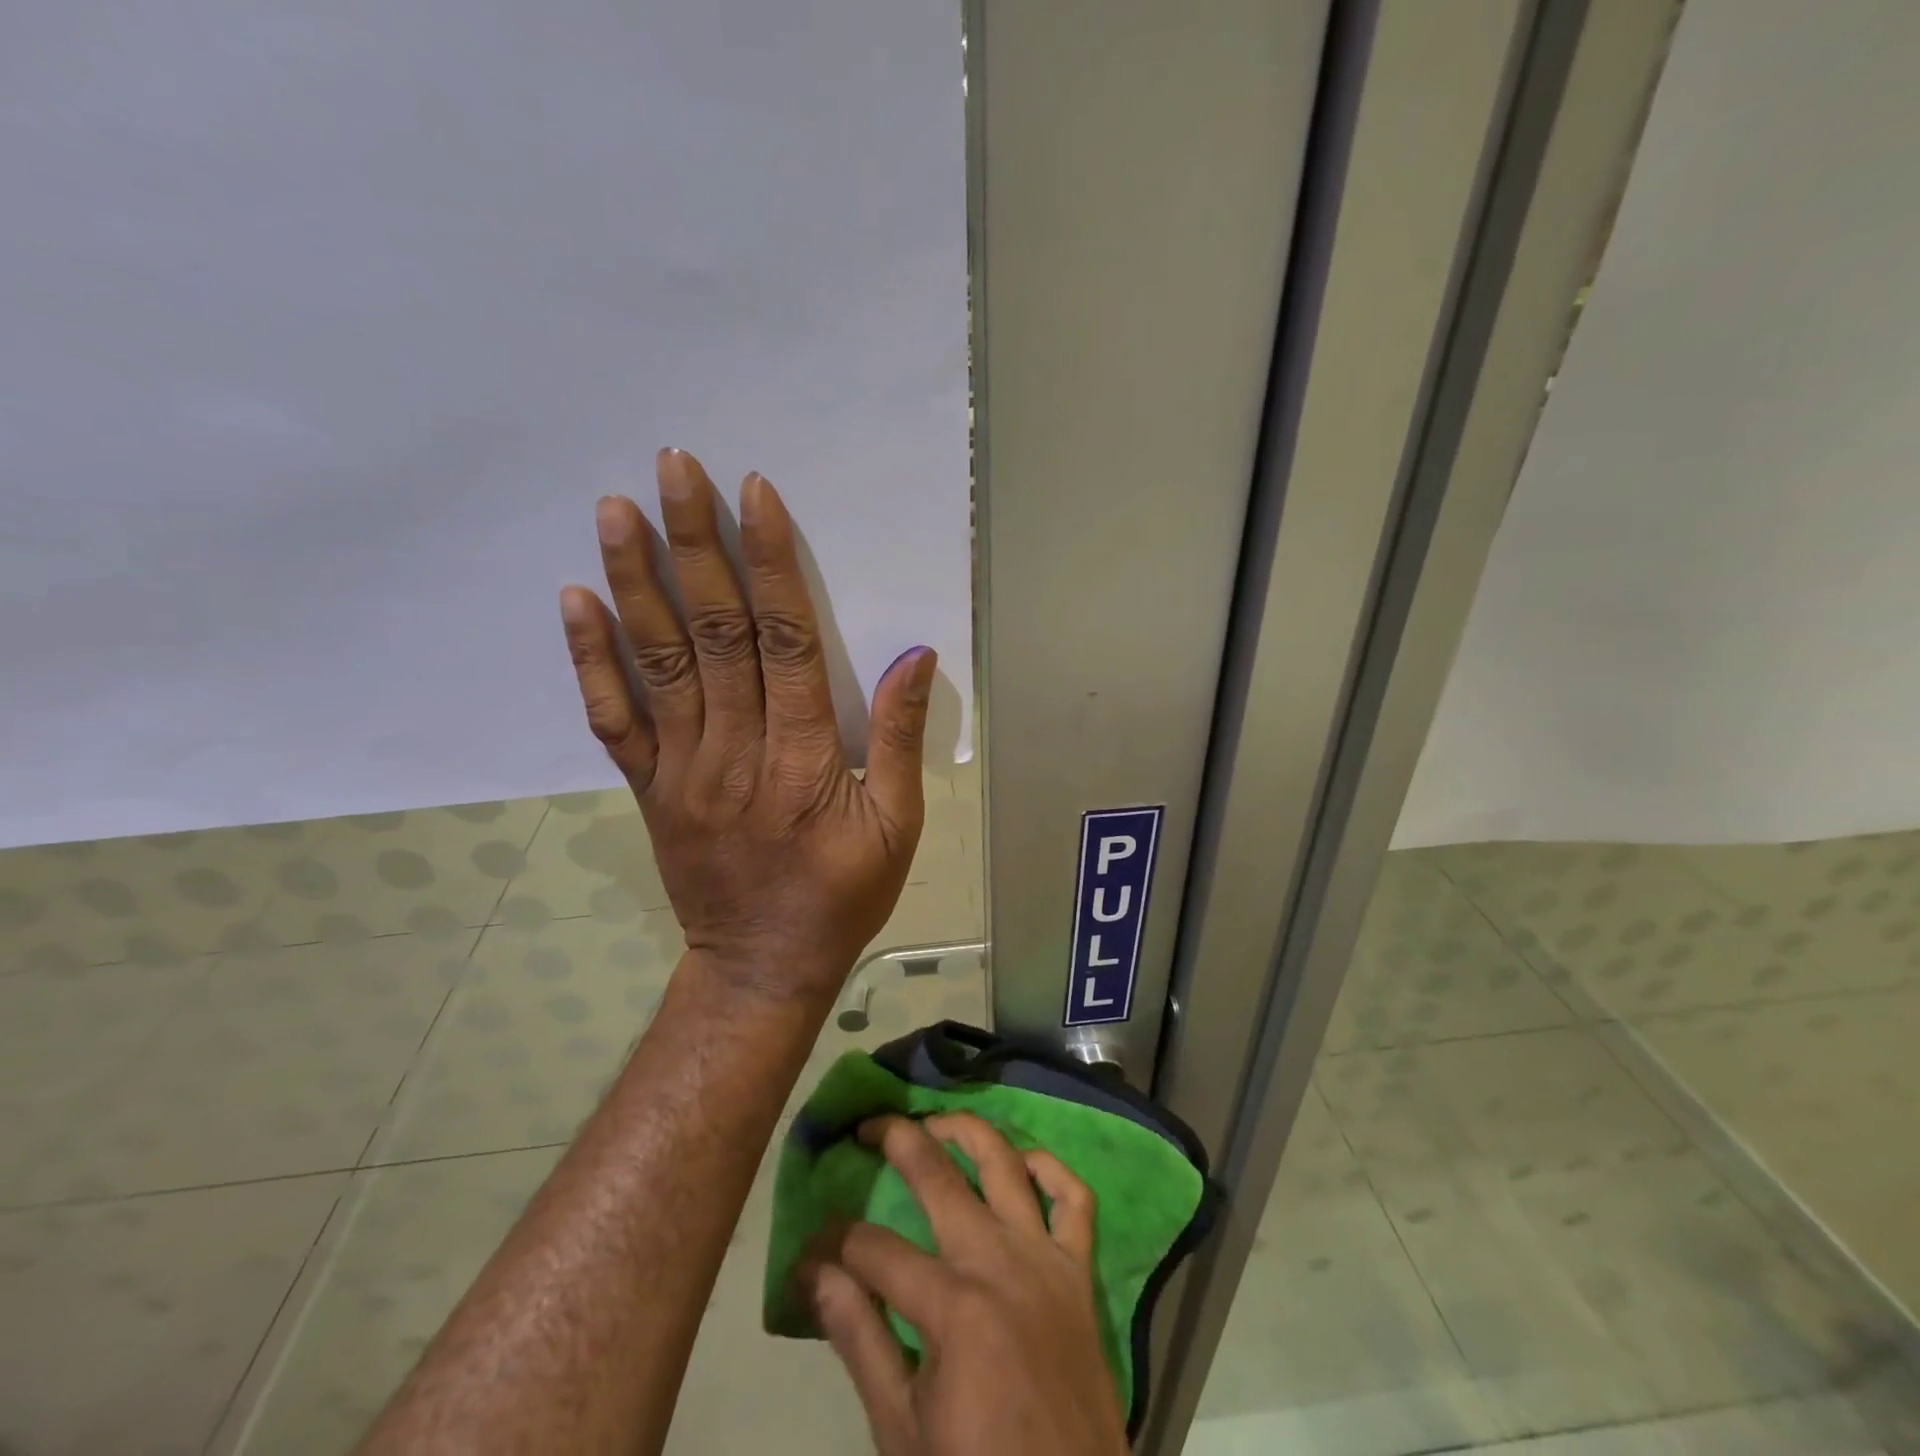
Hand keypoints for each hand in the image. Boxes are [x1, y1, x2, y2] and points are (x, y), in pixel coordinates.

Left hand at [558, 447, 935, 997]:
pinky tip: (576, 600)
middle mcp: (737, 750)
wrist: (762, 966)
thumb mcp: (898, 827)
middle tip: (674, 467)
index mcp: (805, 757)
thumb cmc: (842, 895)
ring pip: (658, 662)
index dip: (770, 563)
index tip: (753, 495)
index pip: (785, 641)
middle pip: (715, 632)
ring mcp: (683, 768)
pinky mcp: (650, 788)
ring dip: (636, 581)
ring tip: (616, 508)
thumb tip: (915, 656)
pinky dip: (591, 659)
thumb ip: (901, 740)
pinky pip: (615, 719)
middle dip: (695, 544)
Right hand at [803, 1113, 1129, 1455]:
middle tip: (867, 1126)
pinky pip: (1075, 1201)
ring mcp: (1046, 1260)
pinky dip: (1051, 1170)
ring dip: (968, 1131)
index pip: (874, 1249)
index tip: (811, 1248)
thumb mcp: (901, 1429)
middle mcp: (1000, 1262)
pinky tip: (1023, 1162)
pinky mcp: (1081, 1273)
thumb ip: (859, 1342)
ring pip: (1006, 1164)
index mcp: (953, 1308)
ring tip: (935, 1121)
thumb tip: (814, 1274)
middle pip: (939, 1175)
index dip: (834, 1243)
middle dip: (896, 1140)